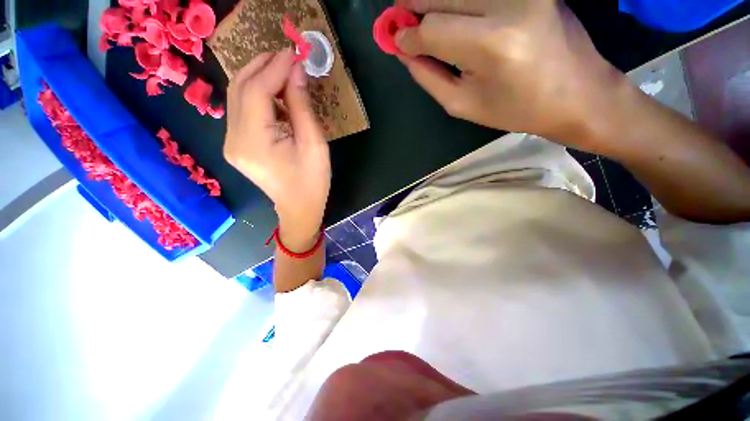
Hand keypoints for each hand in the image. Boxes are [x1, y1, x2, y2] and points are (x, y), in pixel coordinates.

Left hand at [224, 49, 330, 248]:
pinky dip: (259, 95)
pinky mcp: (236, 144)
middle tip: (287, 56)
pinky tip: (277, 95)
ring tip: (284, 72)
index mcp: (253, 142)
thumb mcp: (314, 145)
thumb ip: (302, 106)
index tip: (293, 52)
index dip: (274, 68)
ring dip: (259, 78)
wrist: (299, 208)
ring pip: (238, 96)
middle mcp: (233, 139)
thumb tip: (296, 71)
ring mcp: (231, 142)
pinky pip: (243, 110)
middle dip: (262, 66)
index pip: (256, 91)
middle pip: (239, 88)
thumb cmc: (312, 182)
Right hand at [395, 0, 625, 153]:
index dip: (406, 34)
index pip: (432, 28)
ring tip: (424, 20)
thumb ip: (428, 76)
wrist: (577, 93)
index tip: (393, 39)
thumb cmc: (516, 110)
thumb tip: (403, 51)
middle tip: (400, 20)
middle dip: (412, 5)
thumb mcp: (463, 105)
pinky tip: (453, 14)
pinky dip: (458, 1)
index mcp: (490, 46)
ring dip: (434, 1)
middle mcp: (508, 4)